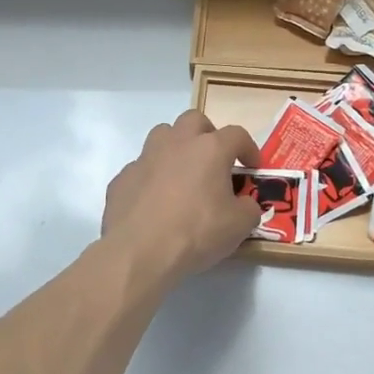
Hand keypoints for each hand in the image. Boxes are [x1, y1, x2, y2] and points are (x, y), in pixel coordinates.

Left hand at [101, 109, 262, 285]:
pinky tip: (155, 202)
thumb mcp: (239, 226)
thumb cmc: (196, 232)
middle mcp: (176, 143)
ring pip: (163, 135)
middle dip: (208, 134)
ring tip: (183, 175)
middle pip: (194, 120)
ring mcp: (145, 158)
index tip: (252, 167)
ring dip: (176, 148)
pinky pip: (142, 168)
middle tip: (214, 161)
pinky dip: (152, 178)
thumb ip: (248, 208)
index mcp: (209, 149)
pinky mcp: (122, 178)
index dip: (248, 148)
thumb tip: (244, 204)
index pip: (236, 135)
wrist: (139, 252)